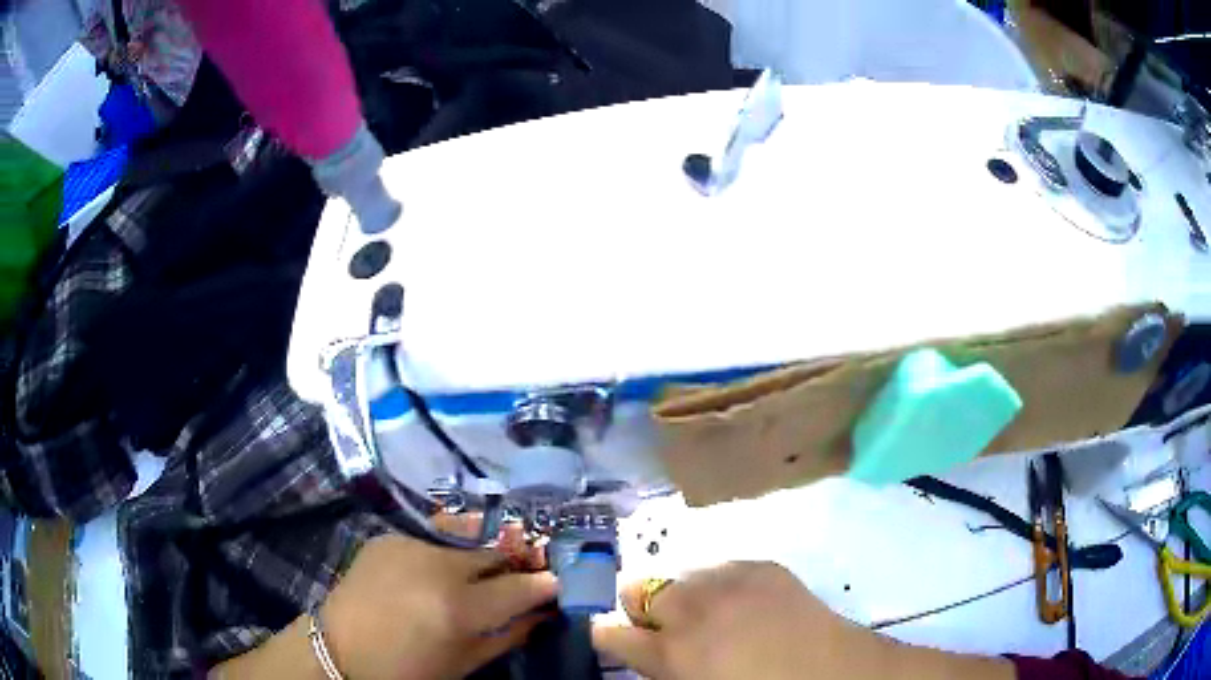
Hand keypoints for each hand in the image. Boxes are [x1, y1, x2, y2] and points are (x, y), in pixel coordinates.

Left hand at [320, 532, 556, 679]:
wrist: (340, 651)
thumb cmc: (407, 669)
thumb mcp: (464, 663)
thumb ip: (509, 636)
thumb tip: (543, 615)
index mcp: (459, 608)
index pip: (520, 587)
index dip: (544, 584)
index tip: (555, 583)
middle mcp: (438, 567)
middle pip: (495, 552)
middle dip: (515, 561)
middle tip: (524, 569)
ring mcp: (409, 545)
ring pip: (464, 541)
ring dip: (480, 553)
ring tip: (483, 566)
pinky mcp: (389, 537)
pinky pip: (430, 539)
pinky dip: (443, 552)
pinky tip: (438, 568)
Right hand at [592, 562, 1012, 679]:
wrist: (835, 674)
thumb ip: (666, 670)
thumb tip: (647, 652)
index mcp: (672, 653)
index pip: (612, 634)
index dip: (607, 634)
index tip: (609, 634)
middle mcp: (692, 609)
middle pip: (638, 589)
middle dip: (643, 609)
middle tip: (666, 628)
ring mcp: (728, 580)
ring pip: (679, 573)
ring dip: (683, 594)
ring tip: (709, 615)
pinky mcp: (762, 566)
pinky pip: (722, 567)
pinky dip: (720, 583)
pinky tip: (742, 602)